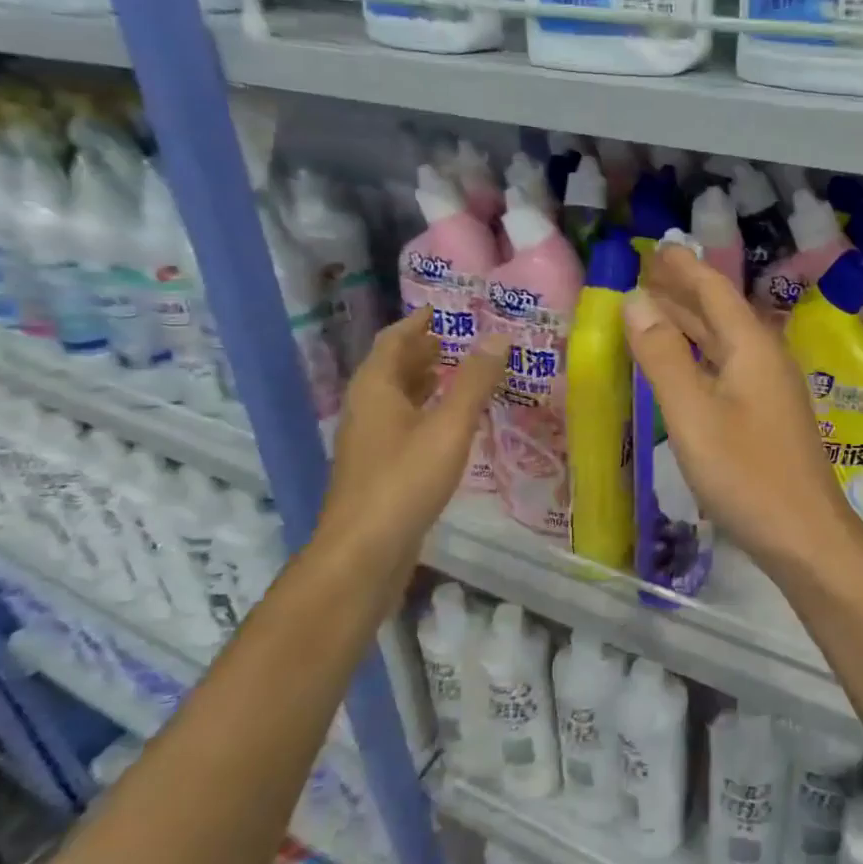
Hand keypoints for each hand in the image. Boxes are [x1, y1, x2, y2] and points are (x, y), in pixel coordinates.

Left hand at [317, 312, 507, 568]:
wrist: (364, 552)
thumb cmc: (405, 480)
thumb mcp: (449, 426)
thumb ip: (474, 382)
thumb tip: (498, 336)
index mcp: (375, 389)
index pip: (393, 341)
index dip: (416, 323)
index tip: (441, 311)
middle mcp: (365, 409)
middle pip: (391, 368)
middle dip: (421, 351)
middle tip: (456, 340)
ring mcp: (367, 442)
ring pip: (394, 399)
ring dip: (421, 382)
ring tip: (454, 374)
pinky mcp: (376, 470)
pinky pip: (400, 425)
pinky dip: (422, 411)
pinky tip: (446, 425)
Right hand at [623, 245, 862, 579]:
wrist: (805, 536)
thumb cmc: (746, 474)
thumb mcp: (692, 414)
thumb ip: (663, 356)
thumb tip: (635, 300)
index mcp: (751, 348)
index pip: (714, 291)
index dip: (684, 268)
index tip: (658, 246)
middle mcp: (765, 358)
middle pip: (720, 312)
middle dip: (685, 289)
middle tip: (649, 269)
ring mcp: (770, 388)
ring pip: (725, 340)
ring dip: (691, 320)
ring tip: (657, 304)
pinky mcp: (767, 414)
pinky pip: (728, 365)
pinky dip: (700, 352)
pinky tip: (687, 361)